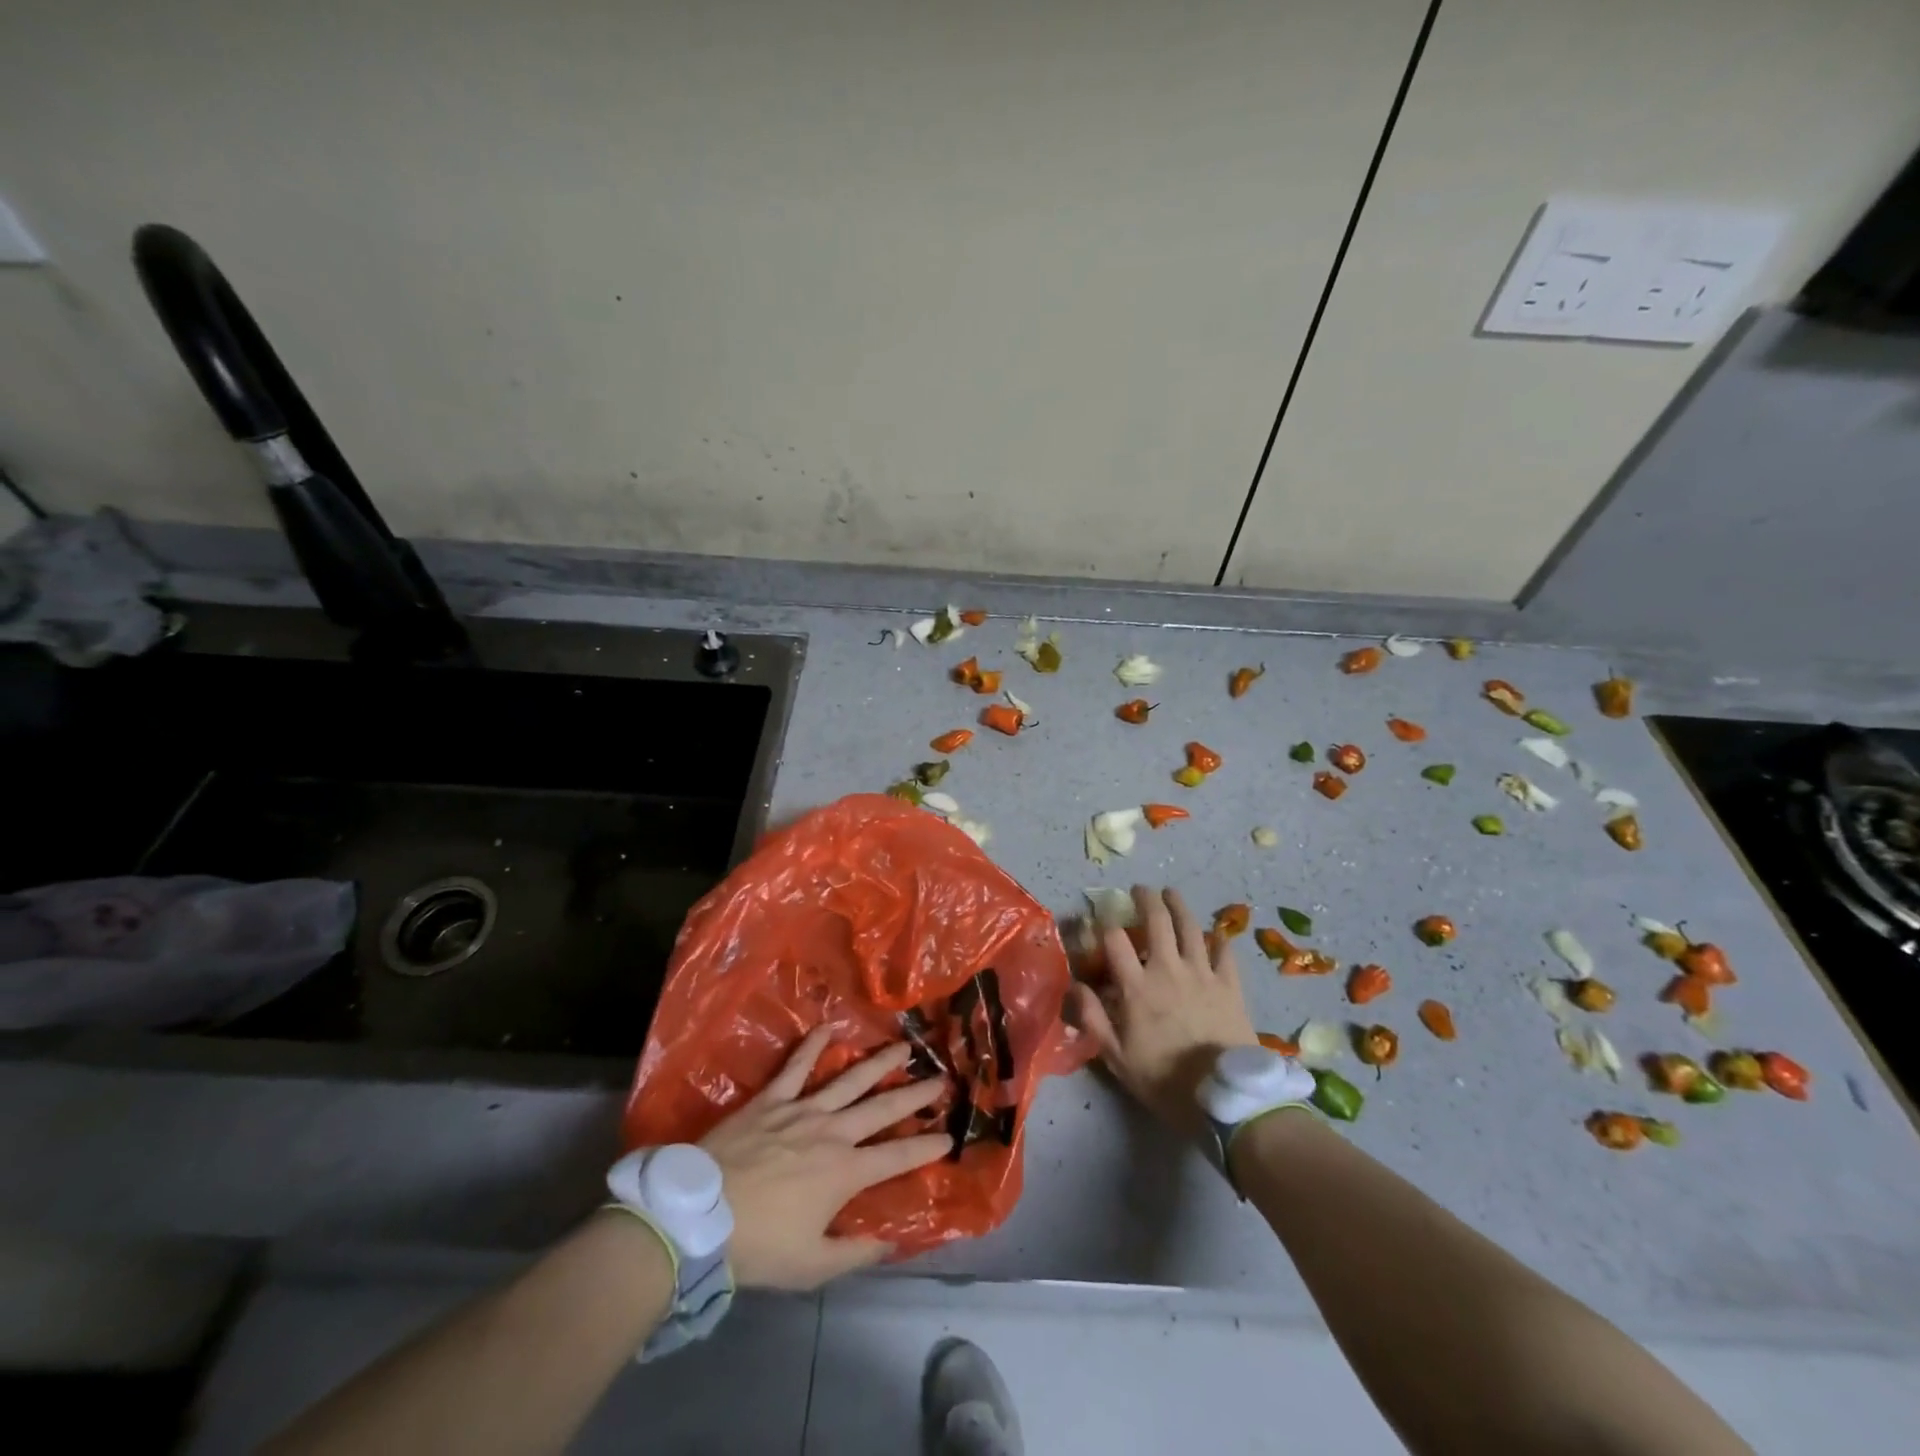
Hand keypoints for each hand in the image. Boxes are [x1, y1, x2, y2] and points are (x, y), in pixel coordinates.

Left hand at [699, 1027, 949, 1289]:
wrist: (699, 1216)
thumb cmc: (758, 1245)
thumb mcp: (811, 1266)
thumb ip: (855, 1253)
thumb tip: (891, 1241)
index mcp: (845, 1173)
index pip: (897, 1157)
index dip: (926, 1147)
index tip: (949, 1136)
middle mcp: (832, 1133)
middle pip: (882, 1108)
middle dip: (915, 1094)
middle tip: (940, 1078)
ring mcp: (802, 1110)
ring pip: (850, 1080)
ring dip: (879, 1062)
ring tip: (903, 1046)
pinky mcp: (772, 1099)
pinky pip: (796, 1066)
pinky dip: (813, 1045)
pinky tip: (829, 1026)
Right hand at [1067, 885, 1256, 1137]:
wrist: (1225, 1097)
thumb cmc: (1165, 1081)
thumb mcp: (1118, 1059)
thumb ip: (1094, 1019)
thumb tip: (1075, 986)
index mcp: (1137, 987)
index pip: (1115, 940)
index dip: (1104, 924)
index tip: (1100, 918)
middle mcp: (1168, 970)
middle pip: (1157, 921)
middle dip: (1146, 899)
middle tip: (1140, 889)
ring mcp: (1202, 974)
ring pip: (1190, 928)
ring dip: (1179, 906)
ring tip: (1171, 893)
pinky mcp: (1230, 985)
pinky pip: (1225, 953)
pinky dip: (1220, 939)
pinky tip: (1217, 932)